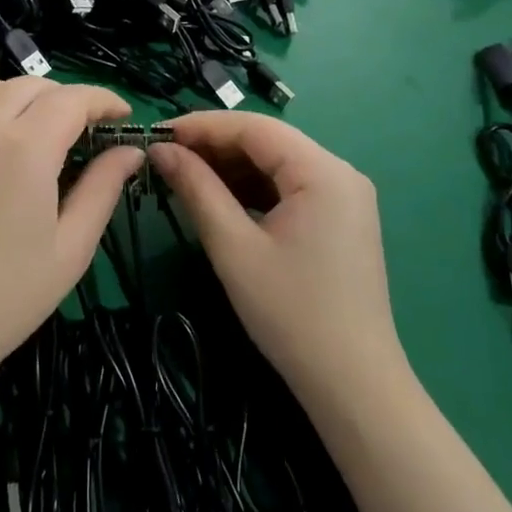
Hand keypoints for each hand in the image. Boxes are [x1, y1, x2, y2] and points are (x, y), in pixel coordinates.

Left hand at [0, 78, 141, 393]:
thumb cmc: (8, 298)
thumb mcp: (72, 248)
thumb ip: (103, 189)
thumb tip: (130, 150)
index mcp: (26, 148)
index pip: (72, 99)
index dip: (103, 100)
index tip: (122, 116)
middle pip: (29, 86)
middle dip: (64, 97)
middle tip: (82, 130)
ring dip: (15, 94)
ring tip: (32, 124)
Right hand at [150, 113, 403, 404]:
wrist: (353, 385)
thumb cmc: (291, 313)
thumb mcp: (234, 247)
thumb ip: (197, 189)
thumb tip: (161, 151)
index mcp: (323, 171)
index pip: (254, 127)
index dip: (202, 126)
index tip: (157, 135)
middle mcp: (340, 173)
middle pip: (267, 141)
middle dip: (214, 146)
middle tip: (165, 158)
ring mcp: (344, 196)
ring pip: (276, 163)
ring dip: (231, 167)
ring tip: (184, 176)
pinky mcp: (339, 219)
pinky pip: (289, 187)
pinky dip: (252, 189)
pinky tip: (219, 198)